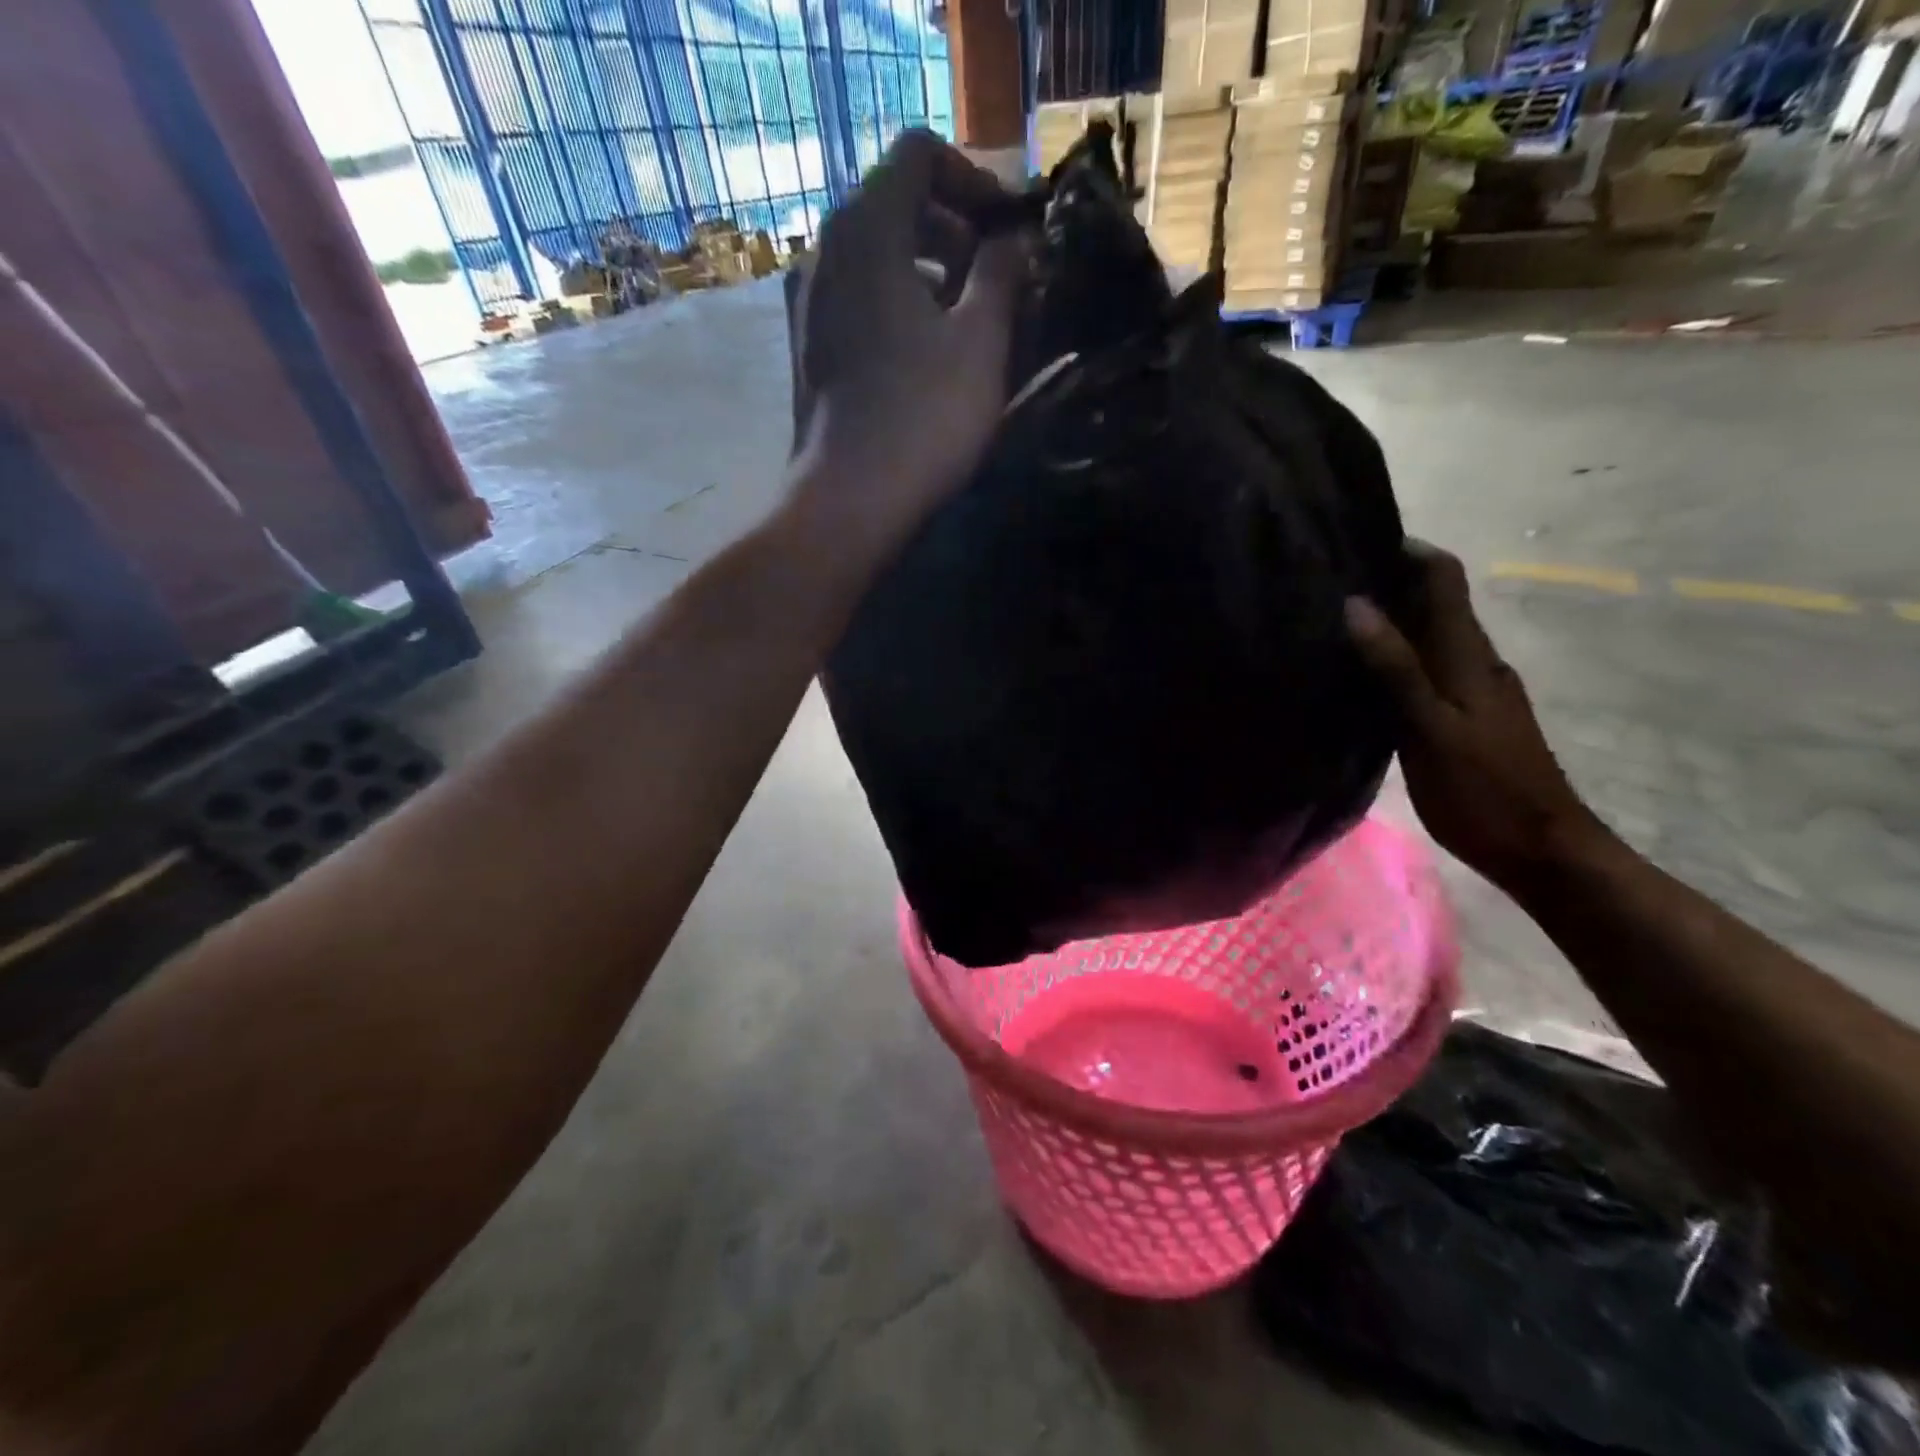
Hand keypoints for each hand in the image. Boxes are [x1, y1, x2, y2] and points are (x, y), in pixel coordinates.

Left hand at [789, 129, 1028, 554]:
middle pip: (893, 205)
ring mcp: (807, 303)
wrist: (849, 500)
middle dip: (952, 231)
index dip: (972, 179)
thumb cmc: (923, 417)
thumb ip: (1002, 274)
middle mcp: (823, 250)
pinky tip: (924, 356)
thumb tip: (1014, 242)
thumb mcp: (981, 341)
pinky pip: (856, 302)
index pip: (918, 154)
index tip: (1006, 232)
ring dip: (926, 274)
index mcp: (865, 228)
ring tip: (966, 324)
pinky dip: (894, 308)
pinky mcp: (806, 349)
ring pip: (874, 259)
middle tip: (996, 281)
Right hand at [1345, 542, 1602, 891]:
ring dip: (1387, 620)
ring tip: (1330, 623)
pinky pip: (1424, 667)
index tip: (1352, 538)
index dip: (1406, 550)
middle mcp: (1473, 660)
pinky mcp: (1463, 715)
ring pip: (1426, 635)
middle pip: (1432, 601)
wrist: (1542, 850)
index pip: (1443, 578)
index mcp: (1467, 655)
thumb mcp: (1430, 729)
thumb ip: (1395, 668)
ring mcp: (1472, 689)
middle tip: (1323, 582)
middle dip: (1386, 582)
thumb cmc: (1484, 791)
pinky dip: (1392, 657)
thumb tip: (1356, 604)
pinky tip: (1359, 674)